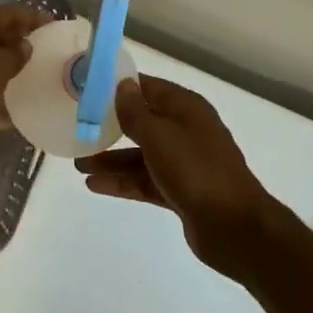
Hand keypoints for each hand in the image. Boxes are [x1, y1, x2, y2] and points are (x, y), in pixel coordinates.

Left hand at [0, 4, 54, 162]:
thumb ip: (16, 54)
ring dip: (13, 77)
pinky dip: (1, 105)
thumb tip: (24, 47)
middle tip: (52, 56)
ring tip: (44, 83)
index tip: (55, 25)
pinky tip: (25, 114)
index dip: (31, 17)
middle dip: (22, 47)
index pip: (5, 12)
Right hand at [76, 75, 281, 276]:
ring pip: (141, 155)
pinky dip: (123, 182)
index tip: (89, 88)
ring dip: (112, 158)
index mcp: (186, 109)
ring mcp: (185, 163)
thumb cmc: (196, 170)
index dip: (121, 87)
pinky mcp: (181, 191)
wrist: (234, 227)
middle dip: (111, 126)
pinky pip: (146, 180)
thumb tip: (122, 85)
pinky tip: (95, 185)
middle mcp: (186, 131)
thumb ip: (135, 112)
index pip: (149, 87)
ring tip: (78, 164)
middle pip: (143, 122)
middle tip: (79, 128)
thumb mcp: (159, 135)